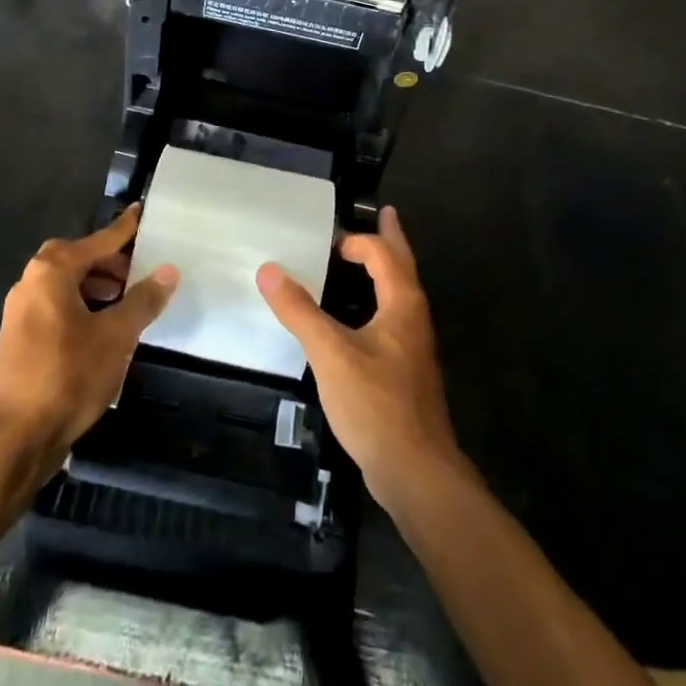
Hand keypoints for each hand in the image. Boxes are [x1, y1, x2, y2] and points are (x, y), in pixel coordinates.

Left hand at [0, 205, 177, 479]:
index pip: (99, 240)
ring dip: (97, 289)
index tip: (141, 211)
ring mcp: (21, 314)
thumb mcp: (116, 335)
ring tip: (128, 302)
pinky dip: (83, 310)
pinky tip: (105, 332)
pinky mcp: (20, 342)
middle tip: (141, 270)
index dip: (124, 229)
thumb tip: (168, 270)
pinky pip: (58, 310)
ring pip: (67, 287)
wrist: (10, 440)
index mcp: (52, 271)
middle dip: (110, 263)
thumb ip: (143, 300)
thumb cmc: (66, 375)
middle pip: (78, 260)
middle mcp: (31, 283)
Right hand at [256, 207, 462, 509]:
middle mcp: (414, 317)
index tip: (327, 240)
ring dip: (387, 269)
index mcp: (402, 304)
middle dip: (392, 239)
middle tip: (386, 213)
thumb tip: (268, 270)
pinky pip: (393, 319)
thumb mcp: (330, 354)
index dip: (357, 241)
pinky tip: (361, 319)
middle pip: (403, 266)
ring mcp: (413, 346)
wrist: (417, 472)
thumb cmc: (376, 404)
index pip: (383, 254)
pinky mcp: (406, 371)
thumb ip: (299, 311)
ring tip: (368, 260)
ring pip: (401, 293)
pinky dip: (380, 300)